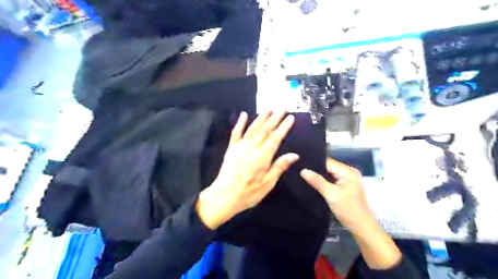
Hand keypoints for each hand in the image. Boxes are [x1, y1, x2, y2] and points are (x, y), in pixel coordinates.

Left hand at [195, 112, 297, 229]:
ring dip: (261, 117)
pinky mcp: (231, 148)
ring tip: (269, 109)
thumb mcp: (268, 183)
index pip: (276, 138)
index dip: (284, 127)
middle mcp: (252, 147)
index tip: (291, 118)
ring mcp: (241, 146)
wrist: (225, 195)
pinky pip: (236, 132)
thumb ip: (279, 167)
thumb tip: (294, 155)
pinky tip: (244, 114)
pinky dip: (240, 122)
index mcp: (263, 156)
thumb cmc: (249, 192)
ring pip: (253, 128)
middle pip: (265, 129)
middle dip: (275, 118)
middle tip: (283, 108)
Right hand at [302, 158, 401, 268]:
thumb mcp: (331, 195)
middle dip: (315, 169)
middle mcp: (349, 172)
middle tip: (299, 171)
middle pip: (328, 166)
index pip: (327, 162)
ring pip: (329, 173)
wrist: (362, 227)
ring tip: (303, 175)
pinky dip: (324, 181)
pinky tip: (313, 182)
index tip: (300, 165)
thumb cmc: (348, 210)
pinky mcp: (345, 185)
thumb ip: (317, 181)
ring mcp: (348, 179)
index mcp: (348, 171)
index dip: (314, 163)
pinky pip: (331, 179)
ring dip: (319, 175)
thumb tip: (303, 170)